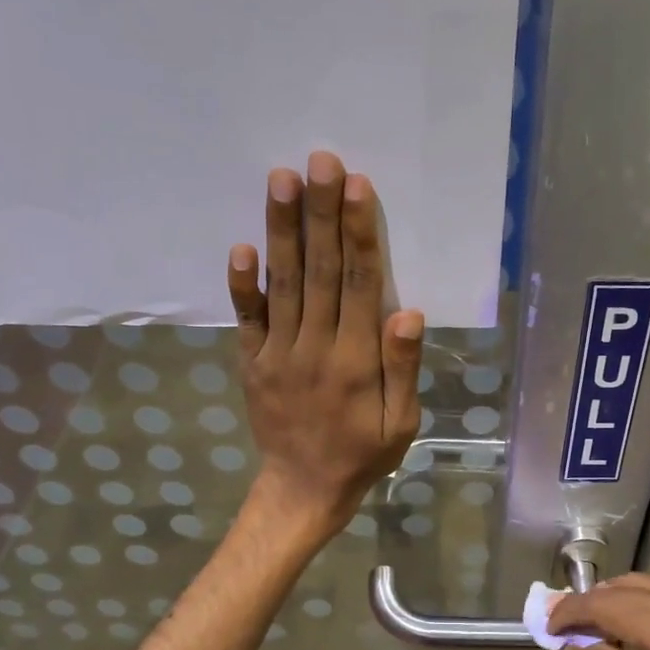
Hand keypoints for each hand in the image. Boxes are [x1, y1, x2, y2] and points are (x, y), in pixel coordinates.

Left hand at [227, 151, 423, 542]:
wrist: (302, 490)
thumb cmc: (362, 455)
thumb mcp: (401, 424)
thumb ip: (403, 368)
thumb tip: (408, 311)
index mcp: (356, 361)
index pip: (359, 285)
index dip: (359, 234)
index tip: (356, 186)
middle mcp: (315, 347)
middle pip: (319, 271)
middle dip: (320, 213)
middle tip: (319, 160)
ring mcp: (277, 353)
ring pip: (282, 284)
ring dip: (282, 230)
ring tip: (281, 180)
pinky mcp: (252, 362)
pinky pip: (245, 319)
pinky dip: (242, 284)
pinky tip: (241, 246)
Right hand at [548, 574, 649, 649]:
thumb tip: (575, 644)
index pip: (612, 609)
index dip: (574, 612)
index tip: (548, 625)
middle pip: (627, 592)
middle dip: (587, 602)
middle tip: (557, 618)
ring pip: (647, 586)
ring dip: (611, 595)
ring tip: (581, 614)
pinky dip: (635, 599)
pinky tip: (617, 615)